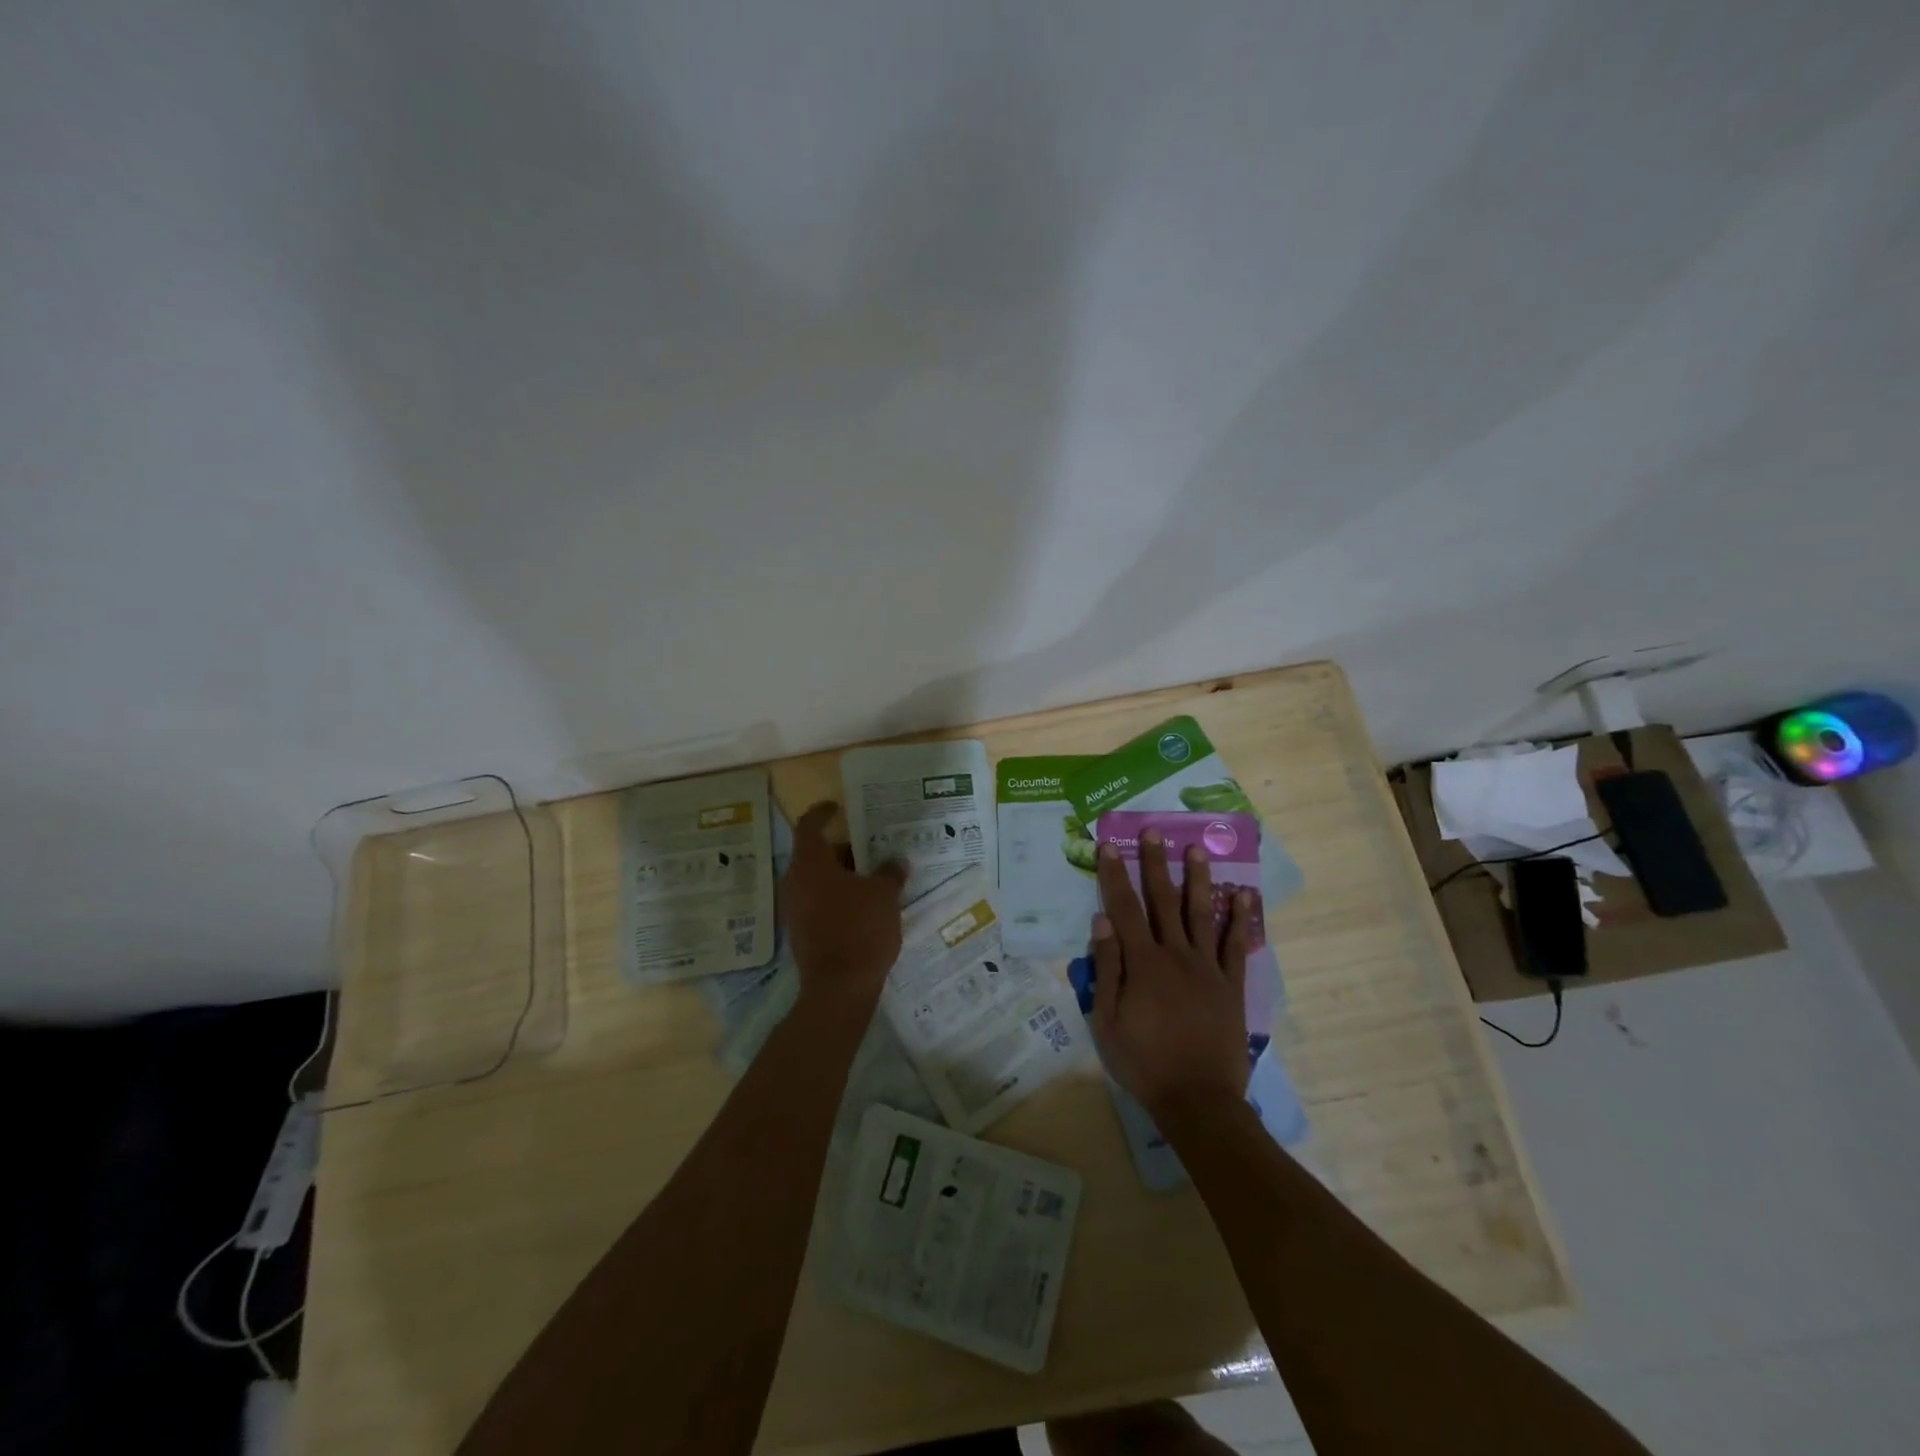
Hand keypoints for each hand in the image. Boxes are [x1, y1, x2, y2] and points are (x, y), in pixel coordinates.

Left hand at [782, 801, 907, 1015]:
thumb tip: (896, 861)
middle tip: (872, 849)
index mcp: (810, 863)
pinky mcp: (801, 932)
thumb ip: (890, 873)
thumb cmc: (861, 928)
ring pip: (818, 880)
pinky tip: (865, 906)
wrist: (839, 987)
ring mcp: (794, 909)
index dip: (822, 813)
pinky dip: (838, 897)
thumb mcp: (884, 895)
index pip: (808, 825)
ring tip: (874, 878)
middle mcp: (795, 882)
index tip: (838, 807)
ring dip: (842, 876)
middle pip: (816, 855)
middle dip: (844, 850)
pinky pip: (818, 902)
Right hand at [1091, 831, 1253, 1120]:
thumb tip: (1102, 921)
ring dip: (1198, 879)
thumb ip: (1107, 968)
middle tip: (1153, 832)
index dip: (1115, 875)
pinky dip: (1241, 918)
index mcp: (1143, 963)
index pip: (1125, 908)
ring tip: (1197, 848)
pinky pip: (1237, 945)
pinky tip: (1244, 894)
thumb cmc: (1144, 1062)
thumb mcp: (1107, 1020)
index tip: (1110, 845)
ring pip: (1202, 913)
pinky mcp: (1232, 985)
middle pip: (1164, 901)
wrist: (1199, 1100)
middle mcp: (1176, 954)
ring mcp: (1208, 968)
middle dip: (1156, 864)